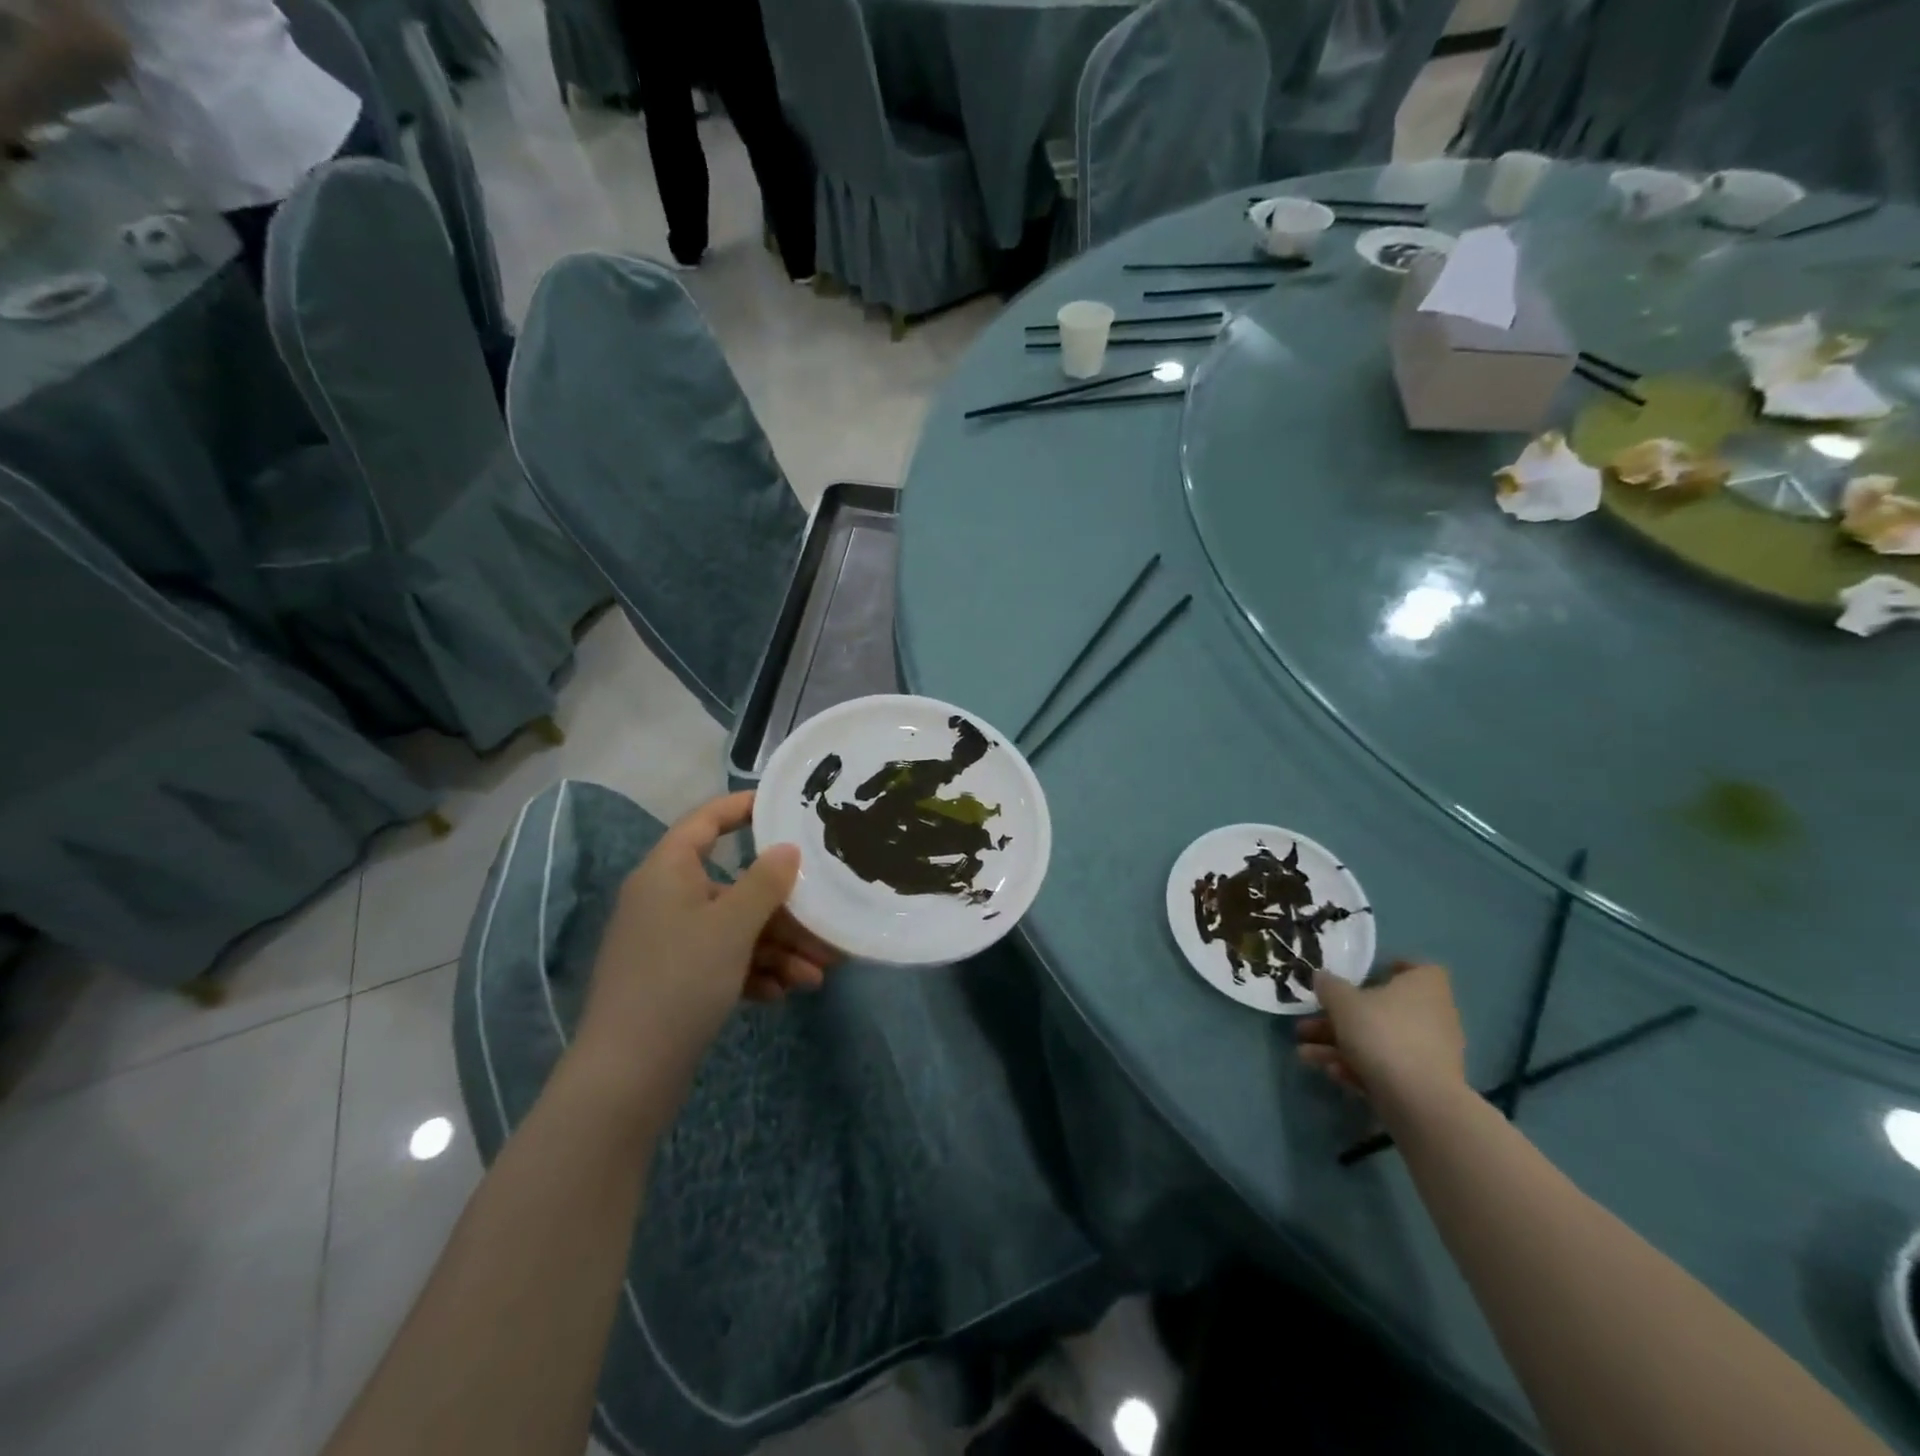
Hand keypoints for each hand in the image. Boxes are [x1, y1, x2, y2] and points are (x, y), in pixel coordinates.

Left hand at [573, 791, 836, 1087]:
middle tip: (825, 923)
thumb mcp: (732, 925)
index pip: (705, 821)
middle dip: (783, 909)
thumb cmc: (680, 980)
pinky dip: (755, 972)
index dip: (741, 807)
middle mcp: (666, 900)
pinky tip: (785, 993)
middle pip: (734, 887)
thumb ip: (765, 882)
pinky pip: (723, 961)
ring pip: (735, 930)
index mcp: (667, 872)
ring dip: (778, 948)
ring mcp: (670, 943)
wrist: (627, 1074)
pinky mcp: (676, 980)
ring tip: (818, 974)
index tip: (783, 806)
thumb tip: (787, 850)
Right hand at [1296, 960, 1466, 1113]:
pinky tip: (1333, 1073)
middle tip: (1309, 1025)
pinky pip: (1387, 1066)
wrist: (1420, 1101)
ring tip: (1306, 1054)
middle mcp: (1434, 1016)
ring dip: (1340, 1045)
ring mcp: (1430, 1052)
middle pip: (1383, 1009)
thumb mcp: (1343, 1002)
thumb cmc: (1383, 1034)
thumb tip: (1321, 977)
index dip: (1392, 970)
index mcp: (1423, 987)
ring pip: (1379, 1040)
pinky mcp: (1424, 1083)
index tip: (1363, 977)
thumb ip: (1329, 986)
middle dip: (1341, 1018)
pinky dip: (1360, 1067)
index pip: (1416, 969)